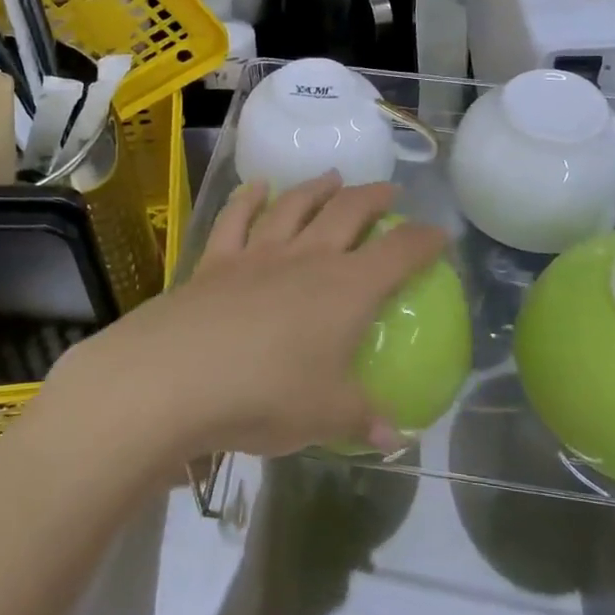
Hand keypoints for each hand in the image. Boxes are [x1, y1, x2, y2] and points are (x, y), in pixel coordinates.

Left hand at [45, 173, 447, 463]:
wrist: (174, 377)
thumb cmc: (265, 395)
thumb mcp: (326, 416)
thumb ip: (363, 419)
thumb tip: (394, 437)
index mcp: (346, 290)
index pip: (399, 253)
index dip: (424, 240)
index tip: (440, 234)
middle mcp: (307, 259)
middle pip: (347, 213)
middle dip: (373, 198)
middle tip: (387, 191)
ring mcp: (258, 254)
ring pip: (294, 207)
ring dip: (316, 188)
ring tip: (332, 177)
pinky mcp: (215, 261)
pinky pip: (236, 219)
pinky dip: (248, 198)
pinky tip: (256, 186)